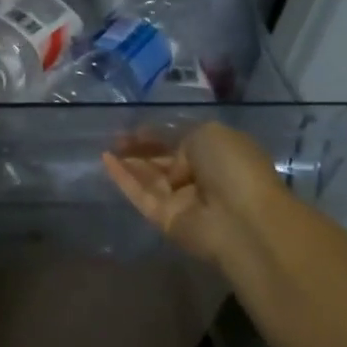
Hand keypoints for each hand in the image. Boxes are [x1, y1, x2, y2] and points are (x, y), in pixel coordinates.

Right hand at [103, 122, 290, 265]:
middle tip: (116, 137)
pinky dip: (123, 178)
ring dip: (129, 161)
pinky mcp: (165, 219)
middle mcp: (201, 177)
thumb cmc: (232, 167)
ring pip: (149, 178)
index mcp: (218, 154)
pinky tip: (105, 160)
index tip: (135, 127)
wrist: (240, 219)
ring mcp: (182, 200)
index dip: (159, 134)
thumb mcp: (209, 133)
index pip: (182, 141)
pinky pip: (140, 195)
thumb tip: (170, 157)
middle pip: (164, 160)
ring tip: (106, 145)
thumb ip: (182, 137)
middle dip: (141, 148)